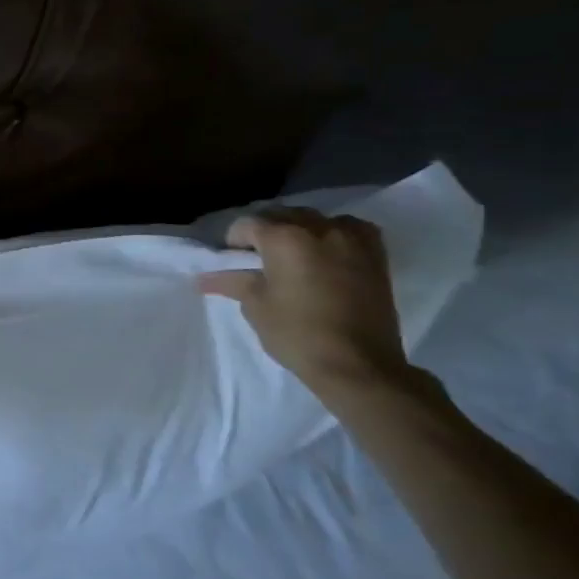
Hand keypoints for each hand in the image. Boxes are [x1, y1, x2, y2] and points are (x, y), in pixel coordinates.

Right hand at [197, 207, 414, 399]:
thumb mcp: (256, 306)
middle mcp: (318, 228)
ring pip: (315, 218)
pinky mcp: (376, 254)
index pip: (247, 224)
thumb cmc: (297, 334)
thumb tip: (203, 278)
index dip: (234, 241)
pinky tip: (327, 253)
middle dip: (265, 231)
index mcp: (284, 238)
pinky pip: (349, 228)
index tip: (233, 262)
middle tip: (258, 259)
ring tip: (293, 255)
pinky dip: (333, 233)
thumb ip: (233, 282)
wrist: (358, 364)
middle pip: (281, 214)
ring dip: (298, 229)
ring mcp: (352, 238)